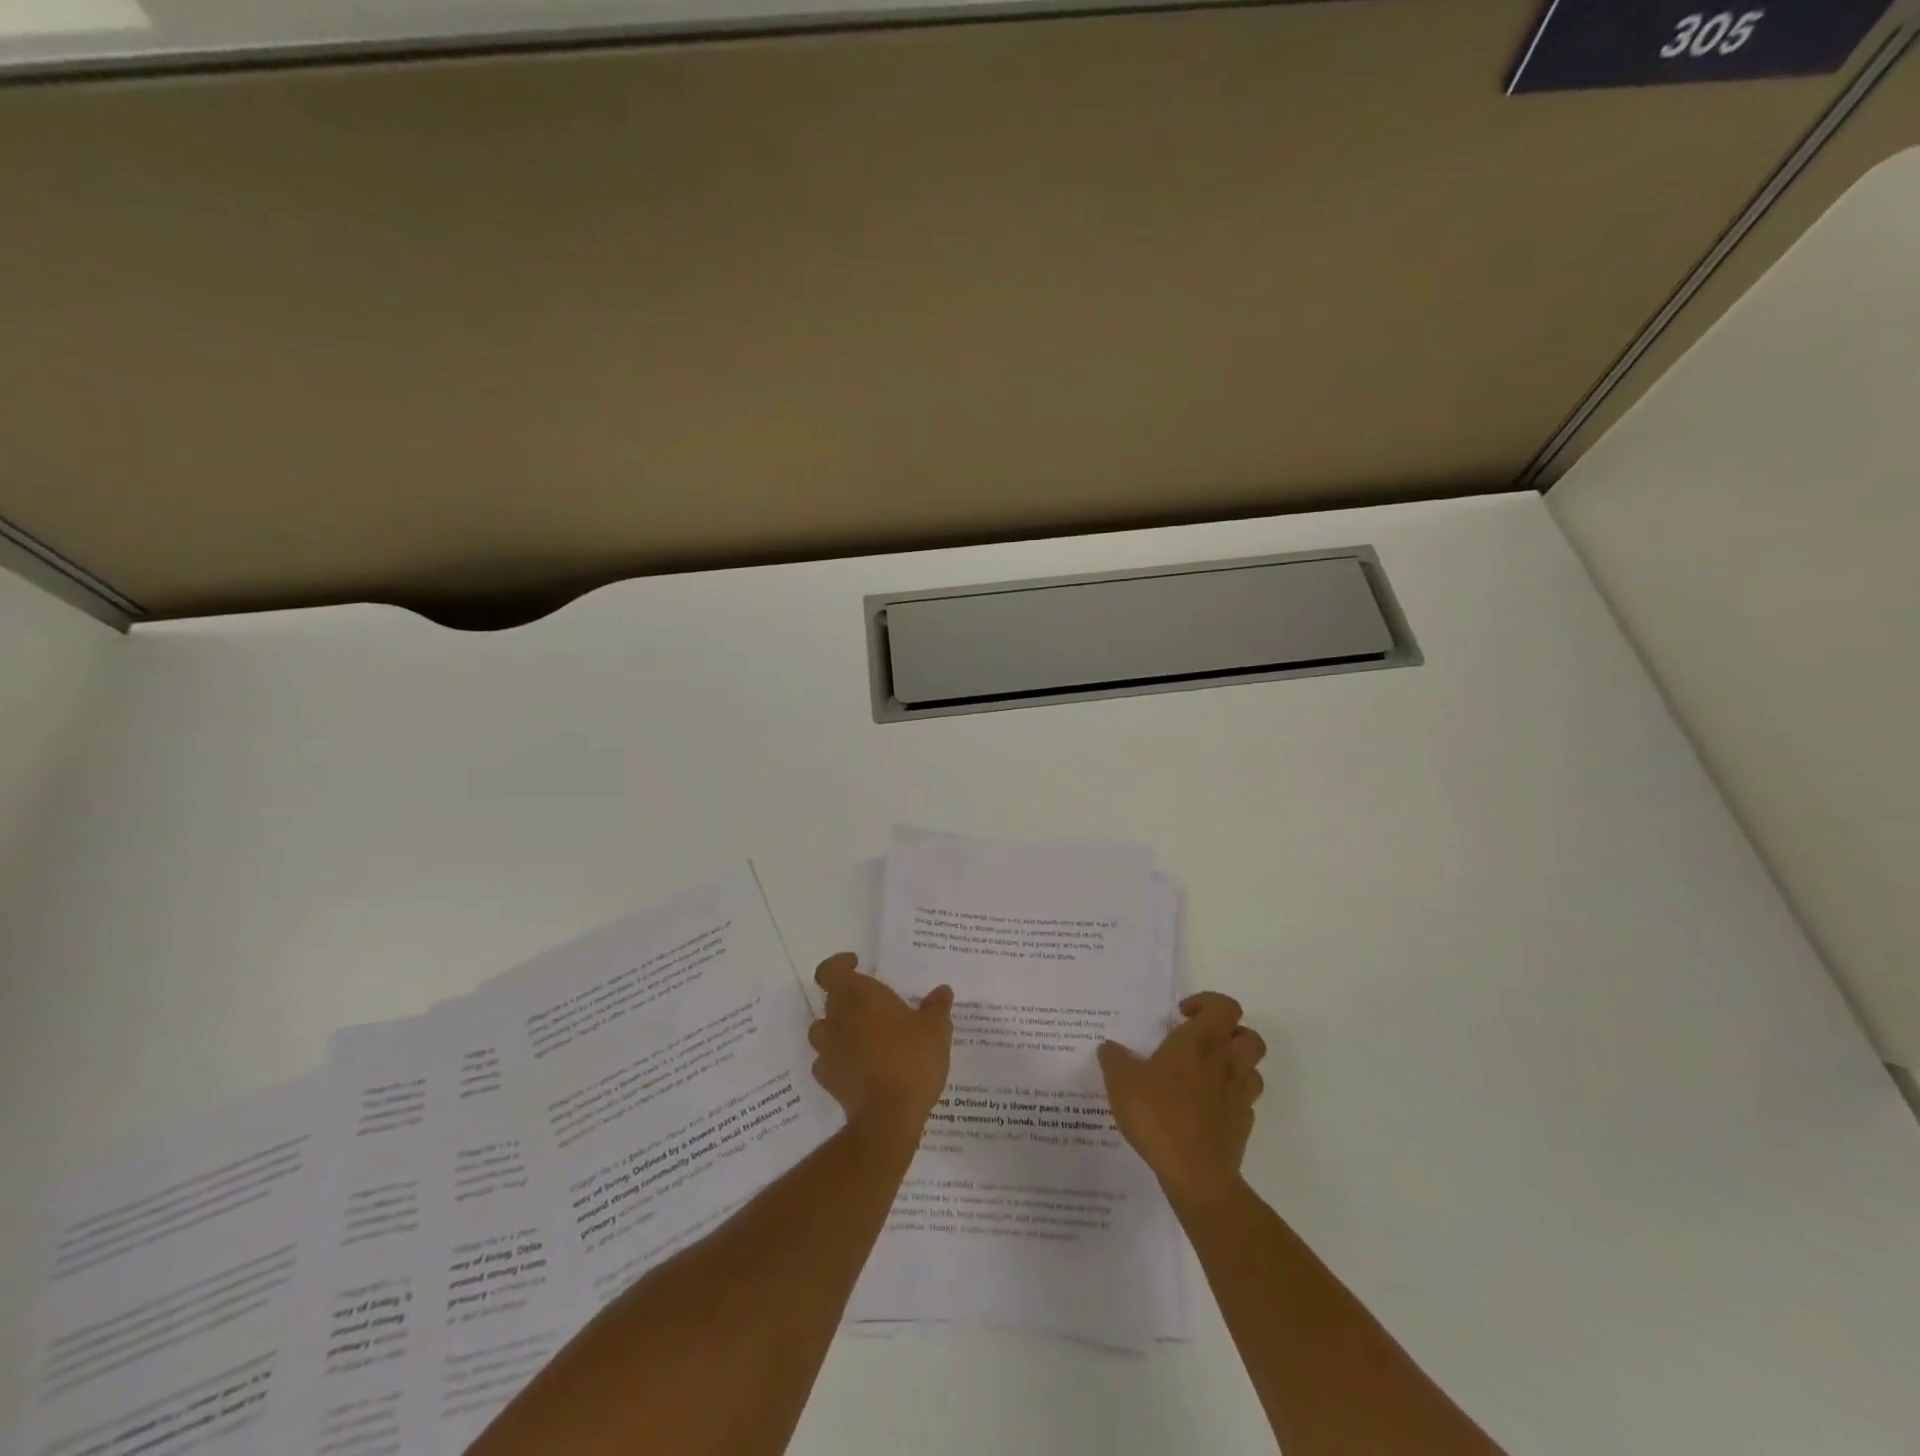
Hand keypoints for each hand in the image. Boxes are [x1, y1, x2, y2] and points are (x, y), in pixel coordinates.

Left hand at [808, 953, 953, 1143]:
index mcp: (860, 997)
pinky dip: (837, 1058)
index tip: (857, 965)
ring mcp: (828, 1050)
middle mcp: (838, 1018)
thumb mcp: (936, 1029)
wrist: (888, 1116)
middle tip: (872, 1003)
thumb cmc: (912, 1060)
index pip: (829, 971)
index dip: (839, 965)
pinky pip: (826, 1061)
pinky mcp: (828, 1079)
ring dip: (837, 1027)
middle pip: (830, 998)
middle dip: (847, 997)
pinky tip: (856, 1065)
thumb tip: (942, 990)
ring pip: (822, 1029)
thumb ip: (937, 1006)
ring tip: (861, 1034)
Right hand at [1098, 991, 1266, 1206]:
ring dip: (1235, 1064)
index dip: (1208, 1003)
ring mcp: (1239, 1095)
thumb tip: (1110, 1047)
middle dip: (1230, 1033)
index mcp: (1199, 1043)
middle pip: (1249, 1035)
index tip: (1182, 1015)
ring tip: (1207, 1073)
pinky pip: (1245, 1101)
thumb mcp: (1121, 1082)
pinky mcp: (1244, 1125)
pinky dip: (1231, 1098)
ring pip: (1253, 1068)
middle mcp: (1225, 1062)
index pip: (1224, 1007)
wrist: (1196, 1174)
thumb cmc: (1159, 1116)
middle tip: (1201, 1042)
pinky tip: (1208, 1107)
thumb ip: (1114, 1059)